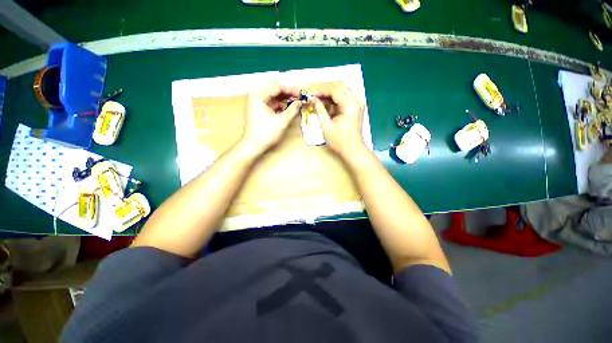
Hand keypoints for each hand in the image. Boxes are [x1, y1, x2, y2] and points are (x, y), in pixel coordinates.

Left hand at [241, 84, 300, 155]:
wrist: (253, 145)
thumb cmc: (265, 133)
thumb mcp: (282, 121)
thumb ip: (292, 110)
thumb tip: (299, 102)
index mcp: (258, 95)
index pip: (277, 87)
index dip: (291, 90)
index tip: (301, 94)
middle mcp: (256, 96)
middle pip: (275, 90)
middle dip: (288, 94)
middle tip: (299, 98)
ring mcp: (256, 103)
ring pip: (274, 97)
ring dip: (284, 99)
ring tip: (295, 103)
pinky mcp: (258, 110)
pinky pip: (271, 103)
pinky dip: (280, 105)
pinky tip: (288, 108)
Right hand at [312, 84, 365, 156]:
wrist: (353, 151)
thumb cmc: (339, 142)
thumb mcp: (326, 126)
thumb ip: (319, 110)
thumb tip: (312, 98)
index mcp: (350, 105)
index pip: (335, 90)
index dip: (321, 90)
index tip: (310, 94)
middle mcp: (356, 101)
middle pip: (340, 86)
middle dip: (325, 89)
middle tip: (313, 94)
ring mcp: (357, 104)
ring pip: (342, 90)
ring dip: (329, 93)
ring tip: (317, 98)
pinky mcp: (355, 108)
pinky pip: (344, 98)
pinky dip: (334, 99)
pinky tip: (325, 103)